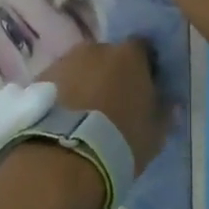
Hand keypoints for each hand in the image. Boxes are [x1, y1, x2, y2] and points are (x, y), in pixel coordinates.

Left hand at [36, 39, 165, 176]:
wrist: (63, 159)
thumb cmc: (119, 142)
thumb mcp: (154, 134)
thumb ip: (165, 113)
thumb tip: (170, 102)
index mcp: (130, 55)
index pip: (143, 49)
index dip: (145, 67)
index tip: (145, 88)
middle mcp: (96, 48)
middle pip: (108, 56)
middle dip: (111, 74)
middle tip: (112, 103)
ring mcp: (64, 61)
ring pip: (80, 68)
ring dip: (84, 82)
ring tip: (83, 114)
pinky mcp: (38, 78)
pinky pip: (58, 82)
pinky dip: (62, 94)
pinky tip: (62, 119)